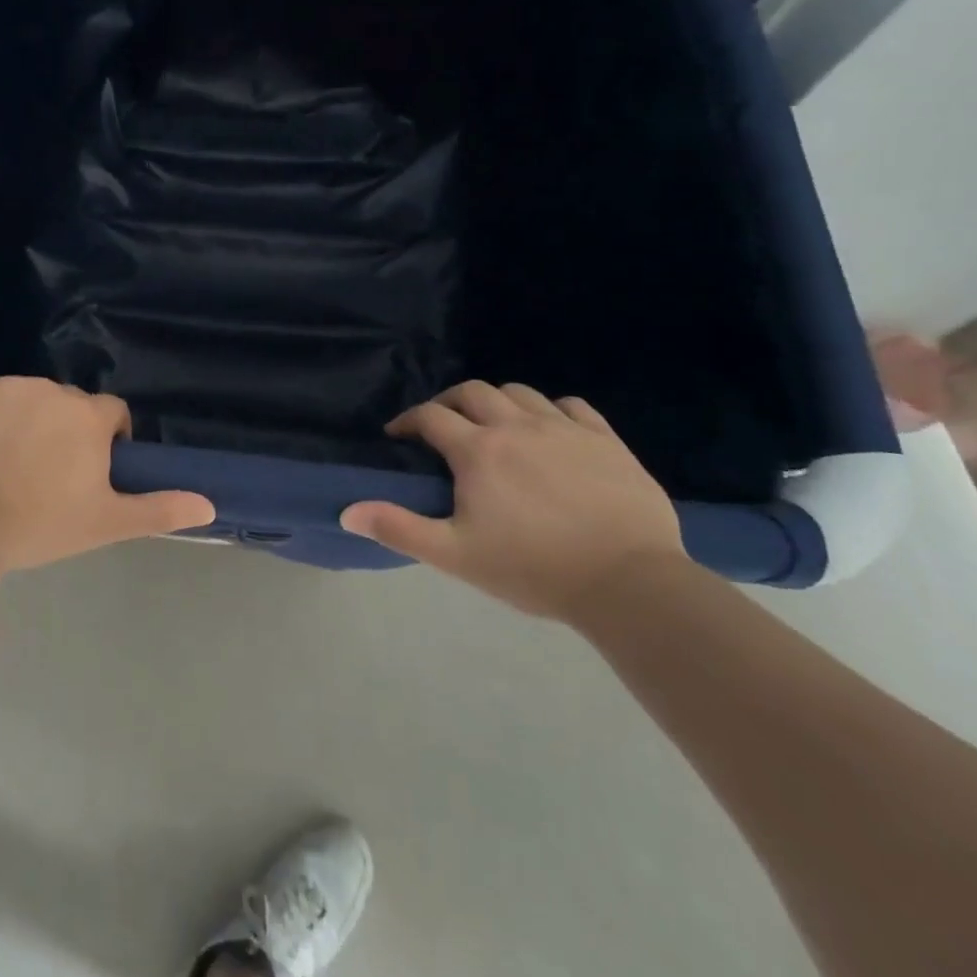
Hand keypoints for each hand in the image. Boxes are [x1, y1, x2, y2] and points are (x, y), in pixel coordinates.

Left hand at [0, 377, 215, 572]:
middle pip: (68, 406)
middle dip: (65, 432)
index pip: (112, 414)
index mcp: (87, 416)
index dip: (107, 441)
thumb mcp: (105, 523)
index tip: (88, 473)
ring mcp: (5, 387)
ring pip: (27, 400)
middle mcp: (51, 390)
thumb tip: (210, 506)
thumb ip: (159, 509)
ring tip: (6, 468)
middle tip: (45, 477)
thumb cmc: (39, 523)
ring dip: (26, 423)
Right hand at [340, 380, 683, 620]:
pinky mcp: (605, 440)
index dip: (408, 421)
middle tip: (442, 426)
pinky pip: (572, 406)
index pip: (430, 416)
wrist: (630, 584)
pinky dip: (551, 409)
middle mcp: (515, 426)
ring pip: (520, 392)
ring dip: (497, 401)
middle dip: (448, 402)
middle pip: (472, 392)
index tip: (398, 436)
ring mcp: (563, 429)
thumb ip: (399, 529)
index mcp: (477, 451)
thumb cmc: (533, 569)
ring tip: (494, 425)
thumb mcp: (456, 555)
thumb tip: (347, 512)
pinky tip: (550, 429)